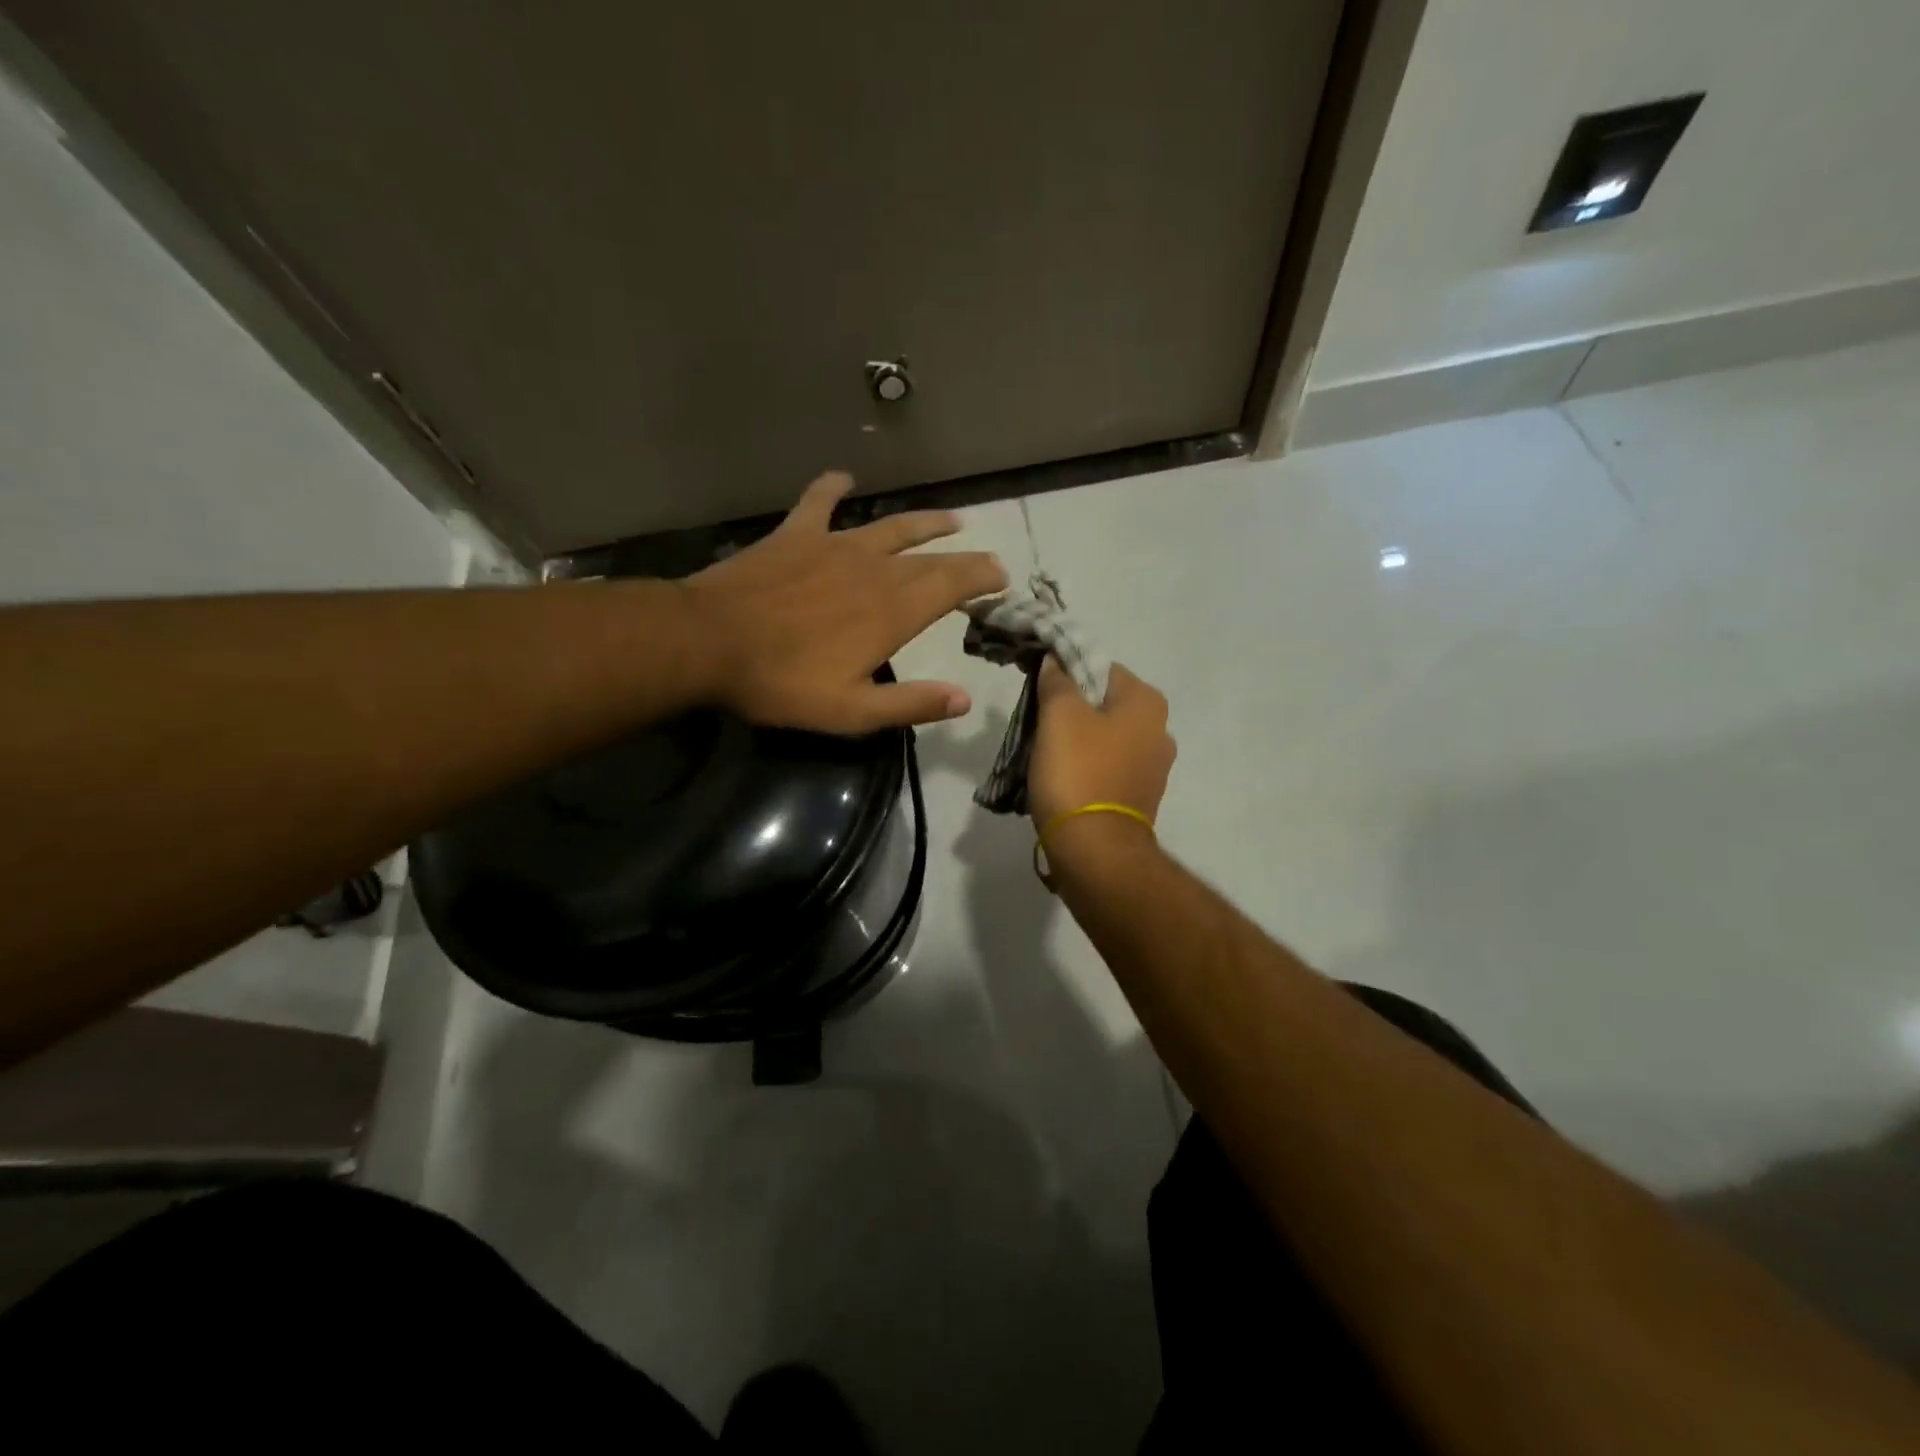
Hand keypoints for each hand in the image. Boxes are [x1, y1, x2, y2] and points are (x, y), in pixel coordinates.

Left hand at [685, 471, 1006, 733]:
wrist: (708, 642)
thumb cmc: (782, 682)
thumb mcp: (851, 711)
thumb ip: (911, 704)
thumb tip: (964, 699)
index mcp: (892, 611)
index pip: (952, 586)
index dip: (982, 579)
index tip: (1002, 577)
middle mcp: (874, 569)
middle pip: (931, 557)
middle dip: (964, 558)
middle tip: (986, 557)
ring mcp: (834, 545)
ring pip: (892, 526)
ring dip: (924, 522)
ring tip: (952, 518)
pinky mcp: (795, 535)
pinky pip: (820, 502)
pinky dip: (834, 488)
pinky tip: (845, 478)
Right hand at [1029, 658, 1175, 829]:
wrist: (1095, 850)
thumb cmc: (1078, 772)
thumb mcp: (1059, 716)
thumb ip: (1057, 681)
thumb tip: (1056, 661)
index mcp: (1147, 702)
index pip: (1101, 668)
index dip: (1067, 673)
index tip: (1039, 689)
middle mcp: (1160, 730)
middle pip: (1104, 704)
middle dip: (1071, 709)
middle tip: (1038, 722)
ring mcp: (1153, 768)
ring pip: (1105, 738)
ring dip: (1077, 741)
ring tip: (1045, 754)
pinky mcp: (1140, 798)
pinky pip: (1108, 768)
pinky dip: (1087, 768)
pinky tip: (1062, 779)